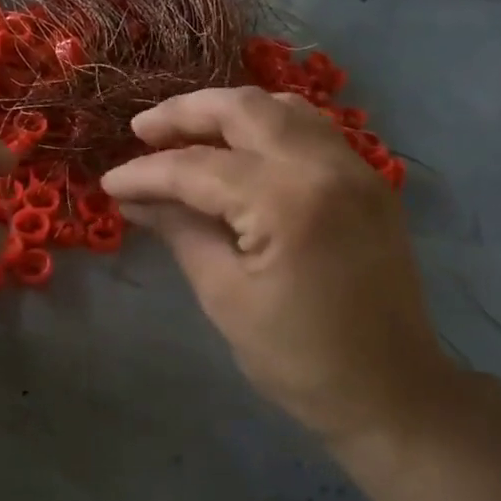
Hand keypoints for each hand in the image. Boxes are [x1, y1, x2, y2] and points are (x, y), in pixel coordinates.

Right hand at [100, 87, 452, 447]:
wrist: (392, 392)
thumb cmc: (299, 359)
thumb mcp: (225, 296)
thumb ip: (180, 232)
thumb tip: (136, 199)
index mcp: (287, 202)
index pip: (198, 167)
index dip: (146, 173)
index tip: (109, 183)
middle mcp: (326, 166)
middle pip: (244, 109)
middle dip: (185, 114)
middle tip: (141, 132)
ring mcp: (356, 168)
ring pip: (282, 108)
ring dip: (228, 112)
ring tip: (186, 132)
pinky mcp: (369, 181)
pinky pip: (311, 129)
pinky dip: (267, 126)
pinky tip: (239, 147)